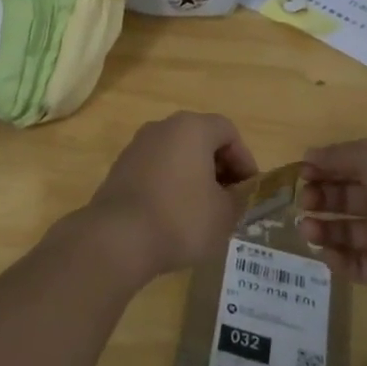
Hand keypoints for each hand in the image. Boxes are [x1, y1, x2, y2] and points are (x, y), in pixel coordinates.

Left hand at [79, 112, 258, 281]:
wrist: (118, 237)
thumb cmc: (180, 219)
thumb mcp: (225, 214)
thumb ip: (239, 197)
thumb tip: (237, 193)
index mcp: (190, 128)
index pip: (228, 131)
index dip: (244, 159)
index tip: (248, 190)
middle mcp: (161, 128)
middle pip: (200, 139)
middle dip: (219, 168)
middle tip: (229, 200)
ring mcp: (136, 146)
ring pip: (176, 154)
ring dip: (194, 176)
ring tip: (202, 211)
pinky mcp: (120, 168)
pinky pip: (155, 169)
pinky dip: (169, 184)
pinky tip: (173, 215)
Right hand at [297, 139, 366, 303]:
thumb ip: (340, 155)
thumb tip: (309, 156)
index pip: (353, 166)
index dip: (326, 168)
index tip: (302, 172)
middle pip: (346, 199)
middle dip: (320, 198)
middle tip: (304, 202)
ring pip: (348, 232)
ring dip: (323, 228)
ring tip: (307, 229)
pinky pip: (358, 265)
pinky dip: (338, 260)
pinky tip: (325, 253)